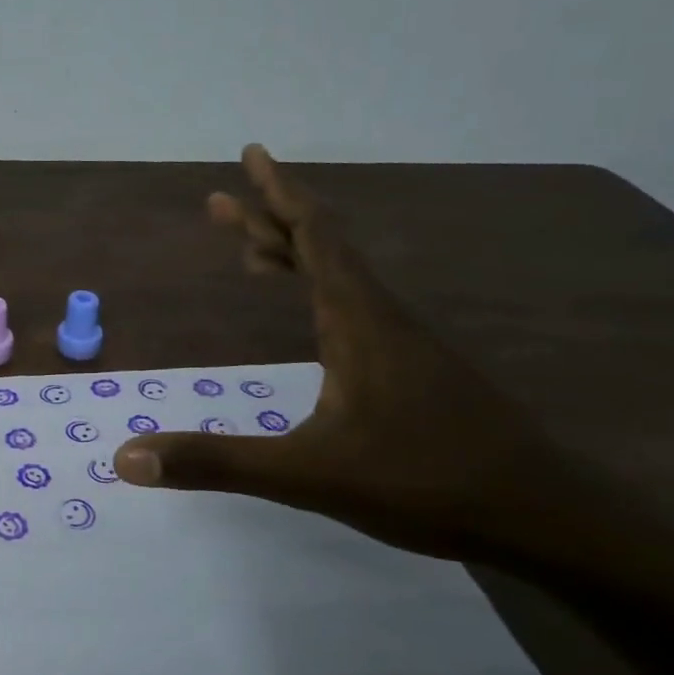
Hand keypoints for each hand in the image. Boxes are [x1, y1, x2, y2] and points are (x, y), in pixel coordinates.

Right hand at [113, 145, 577, 565]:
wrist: (546, 519)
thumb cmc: (425, 484)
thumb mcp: (306, 476)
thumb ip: (216, 463)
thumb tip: (127, 458)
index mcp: (358, 320)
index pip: (315, 237)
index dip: (279, 194)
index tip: (251, 155)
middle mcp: (382, 317)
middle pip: (323, 247)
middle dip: (270, 219)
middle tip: (220, 201)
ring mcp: (406, 343)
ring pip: (342, 278)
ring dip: (295, 256)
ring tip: (252, 254)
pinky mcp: (418, 369)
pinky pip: (357, 307)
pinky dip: (320, 293)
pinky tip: (315, 318)